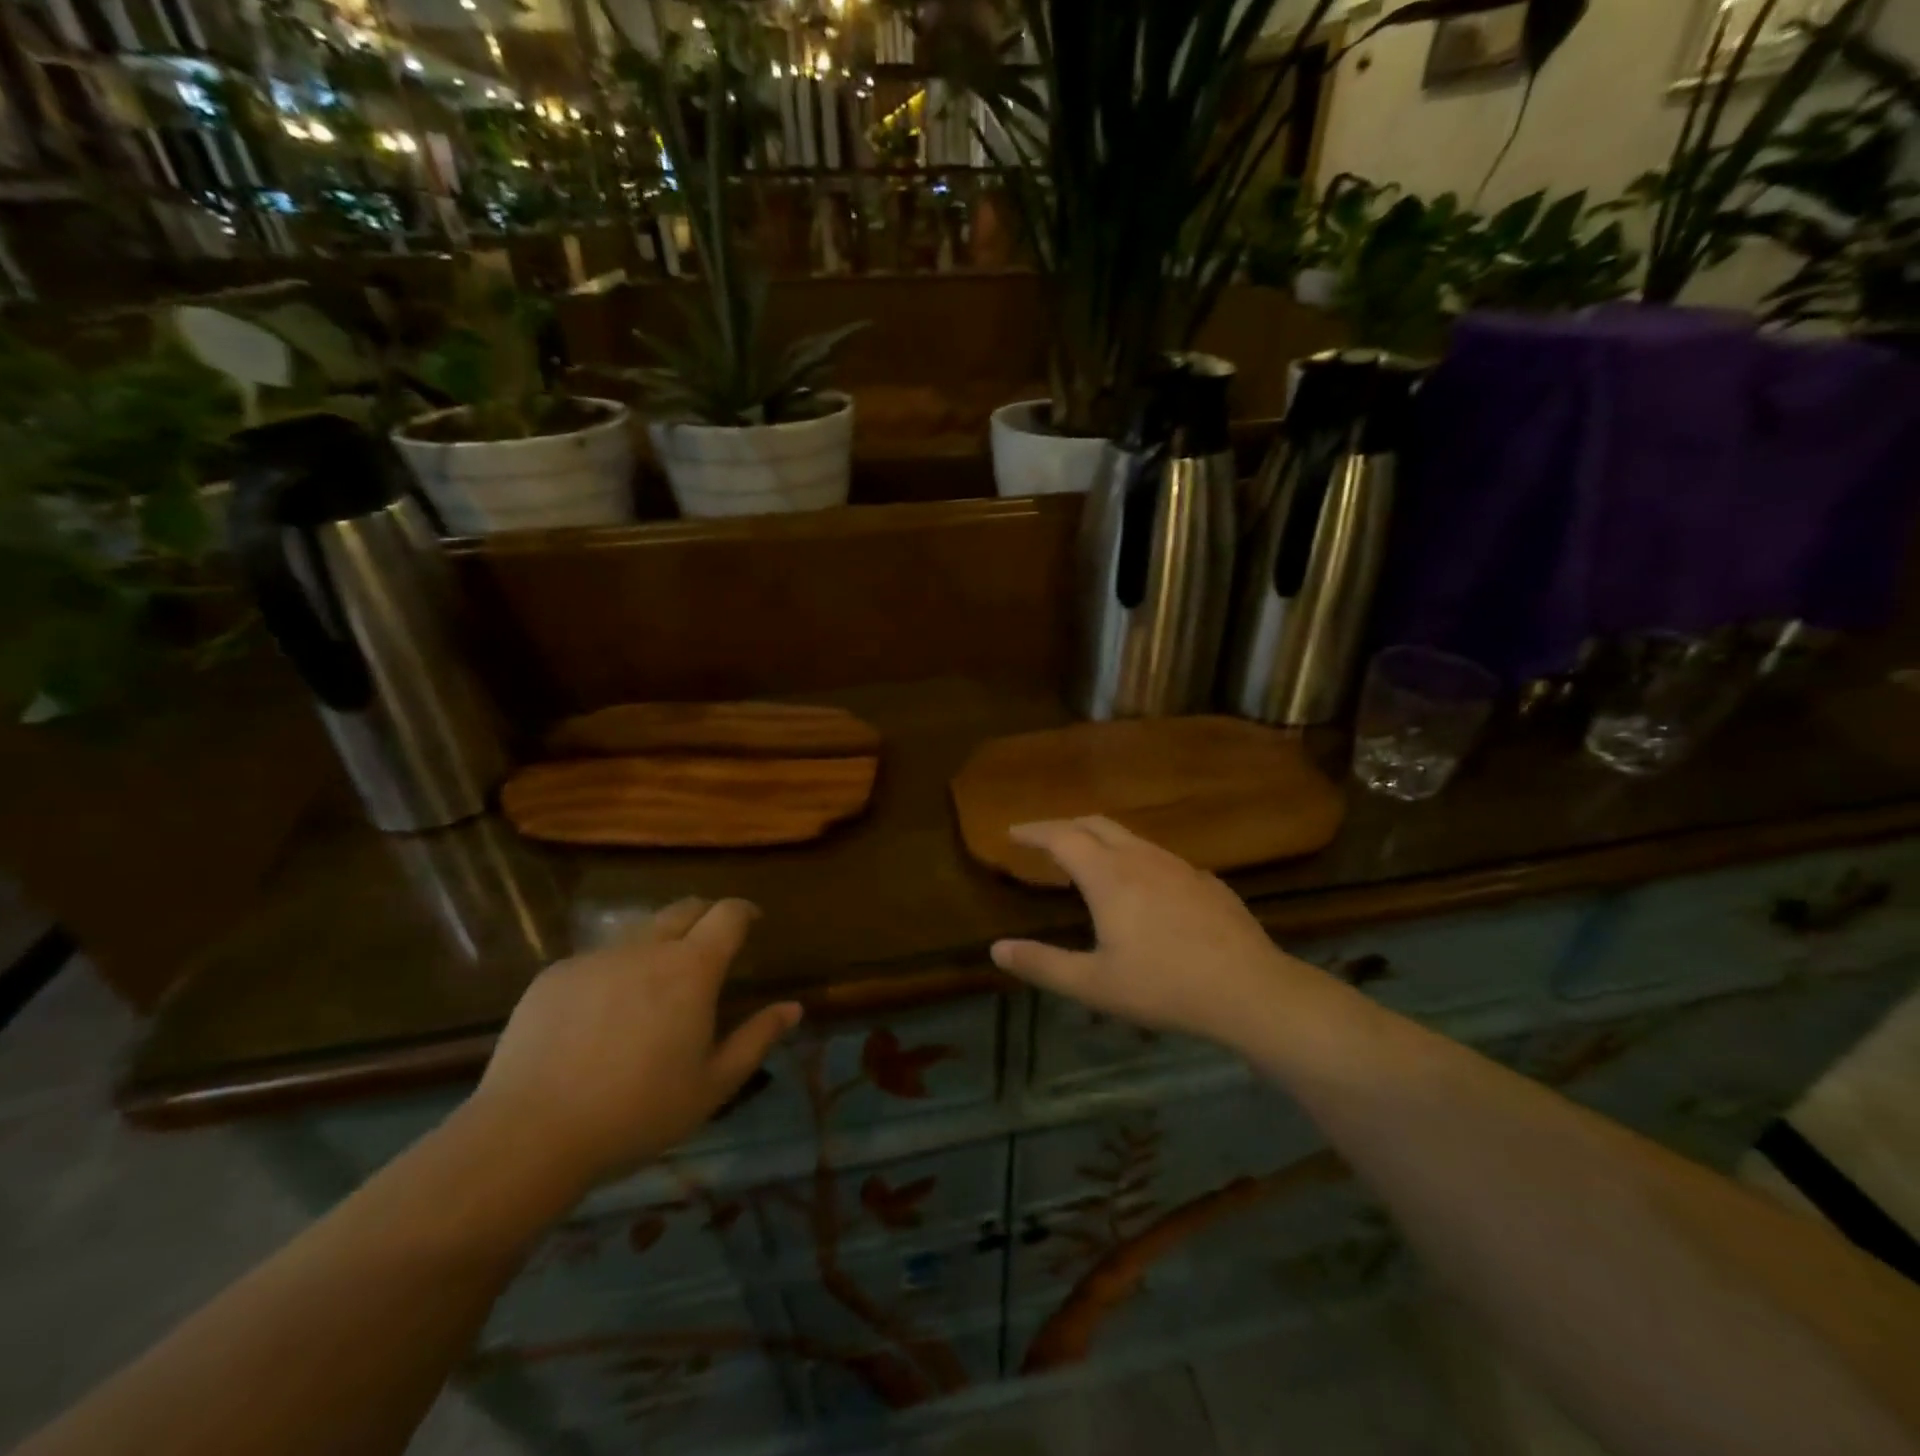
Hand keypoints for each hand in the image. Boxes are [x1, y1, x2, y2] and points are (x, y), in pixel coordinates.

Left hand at [466, 898, 800, 1191]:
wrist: (530, 1135)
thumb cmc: (637, 1113)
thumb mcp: (712, 1086)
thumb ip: (757, 1039)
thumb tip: (794, 1008)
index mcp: (691, 969)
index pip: (728, 914)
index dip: (745, 911)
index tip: (753, 921)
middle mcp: (646, 948)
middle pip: (684, 909)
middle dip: (705, 916)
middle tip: (711, 943)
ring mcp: (596, 958)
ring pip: (639, 933)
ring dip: (659, 944)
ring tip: (656, 984)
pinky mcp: (555, 975)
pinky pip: (597, 960)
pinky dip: (614, 972)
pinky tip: (602, 1016)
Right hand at [990, 817, 1333, 1049]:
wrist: (1250, 990)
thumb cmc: (1164, 986)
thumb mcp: (1094, 984)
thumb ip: (1042, 964)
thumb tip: (997, 949)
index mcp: (1109, 876)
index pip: (1061, 837)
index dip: (1033, 831)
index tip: (1012, 832)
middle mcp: (1142, 858)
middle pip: (1095, 824)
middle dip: (1064, 826)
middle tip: (1043, 839)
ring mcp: (1179, 866)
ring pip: (1131, 837)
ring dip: (1100, 840)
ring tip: (1088, 860)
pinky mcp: (1206, 881)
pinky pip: (1160, 858)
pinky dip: (1135, 859)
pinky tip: (1143, 888)